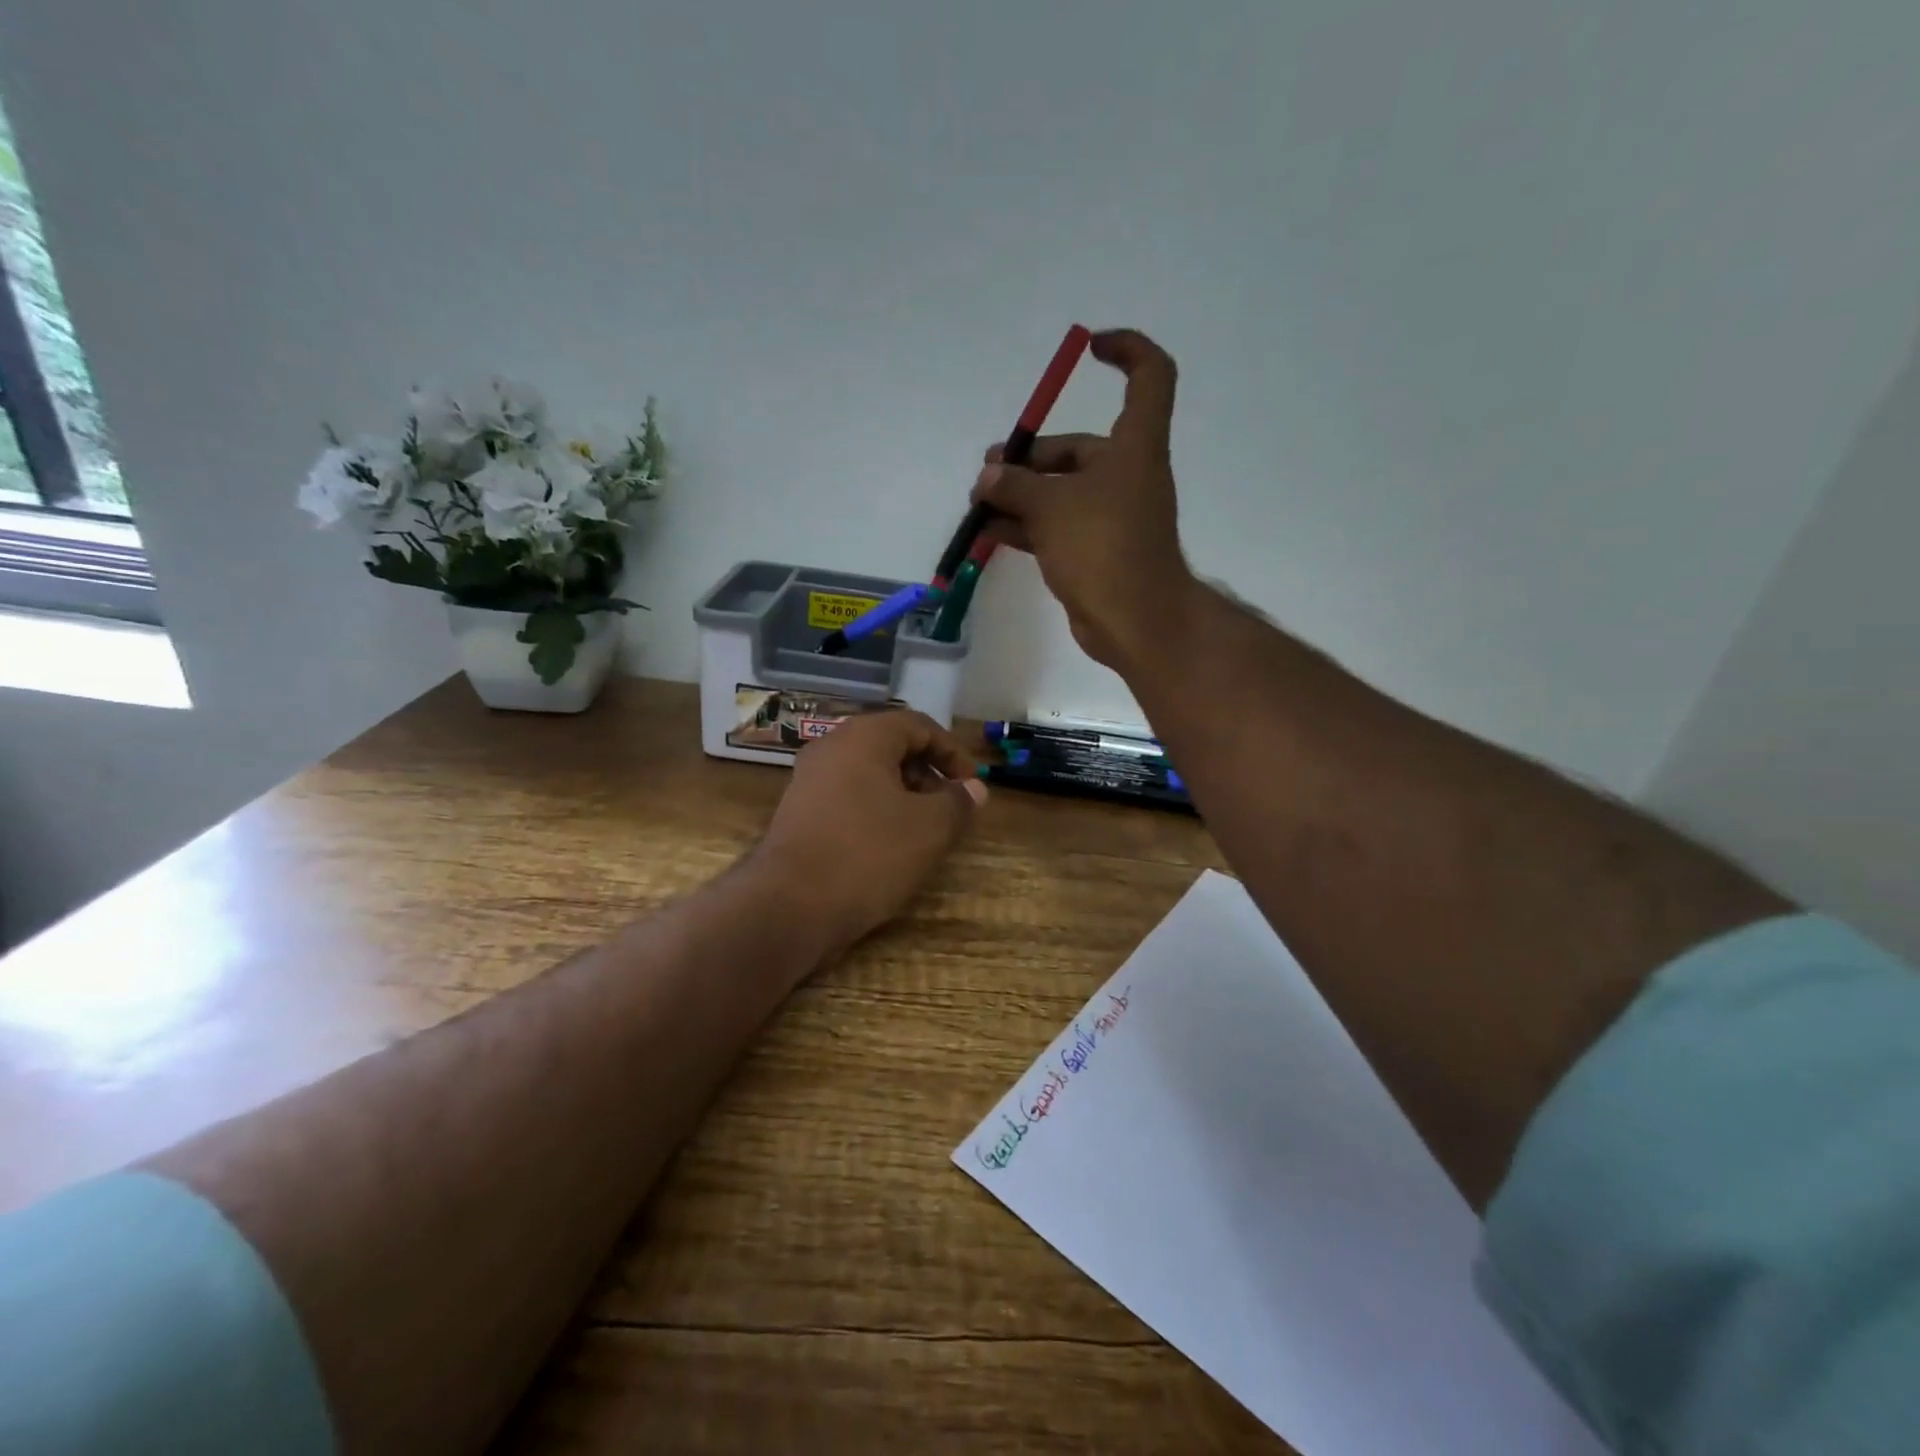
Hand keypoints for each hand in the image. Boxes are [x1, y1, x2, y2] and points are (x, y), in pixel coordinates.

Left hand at [754, 710, 987, 961]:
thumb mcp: (930, 828)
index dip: (952, 752)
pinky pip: (848, 798)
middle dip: (928, 774)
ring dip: (903, 795)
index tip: (972, 785)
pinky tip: (889, 847)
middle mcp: (831, 748)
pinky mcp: (798, 814)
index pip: (918, 725)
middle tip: (950, 808)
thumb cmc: (868, 854)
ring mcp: (809, 781)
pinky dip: (876, 812)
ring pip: (869, 775)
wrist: (788, 907)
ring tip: (924, 831)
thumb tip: (974, 789)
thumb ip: (958, 802)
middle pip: (891, 746)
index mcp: (863, 737)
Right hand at [973, 327, 1196, 668]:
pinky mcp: (1096, 549)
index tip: (1090, 348)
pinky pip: (1057, 526)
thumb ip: (1015, 485)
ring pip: (1062, 491)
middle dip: (1030, 457)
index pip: (1149, 376)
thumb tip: (989, 476)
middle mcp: (1126, 474)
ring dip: (1021, 494)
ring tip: (979, 502)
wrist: (1135, 620)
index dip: (1126, 350)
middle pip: (1078, 448)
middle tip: (989, 472)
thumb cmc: (1103, 546)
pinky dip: (1027, 525)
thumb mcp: (1052, 506)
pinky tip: (991, 530)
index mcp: (1134, 445)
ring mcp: (1112, 515)